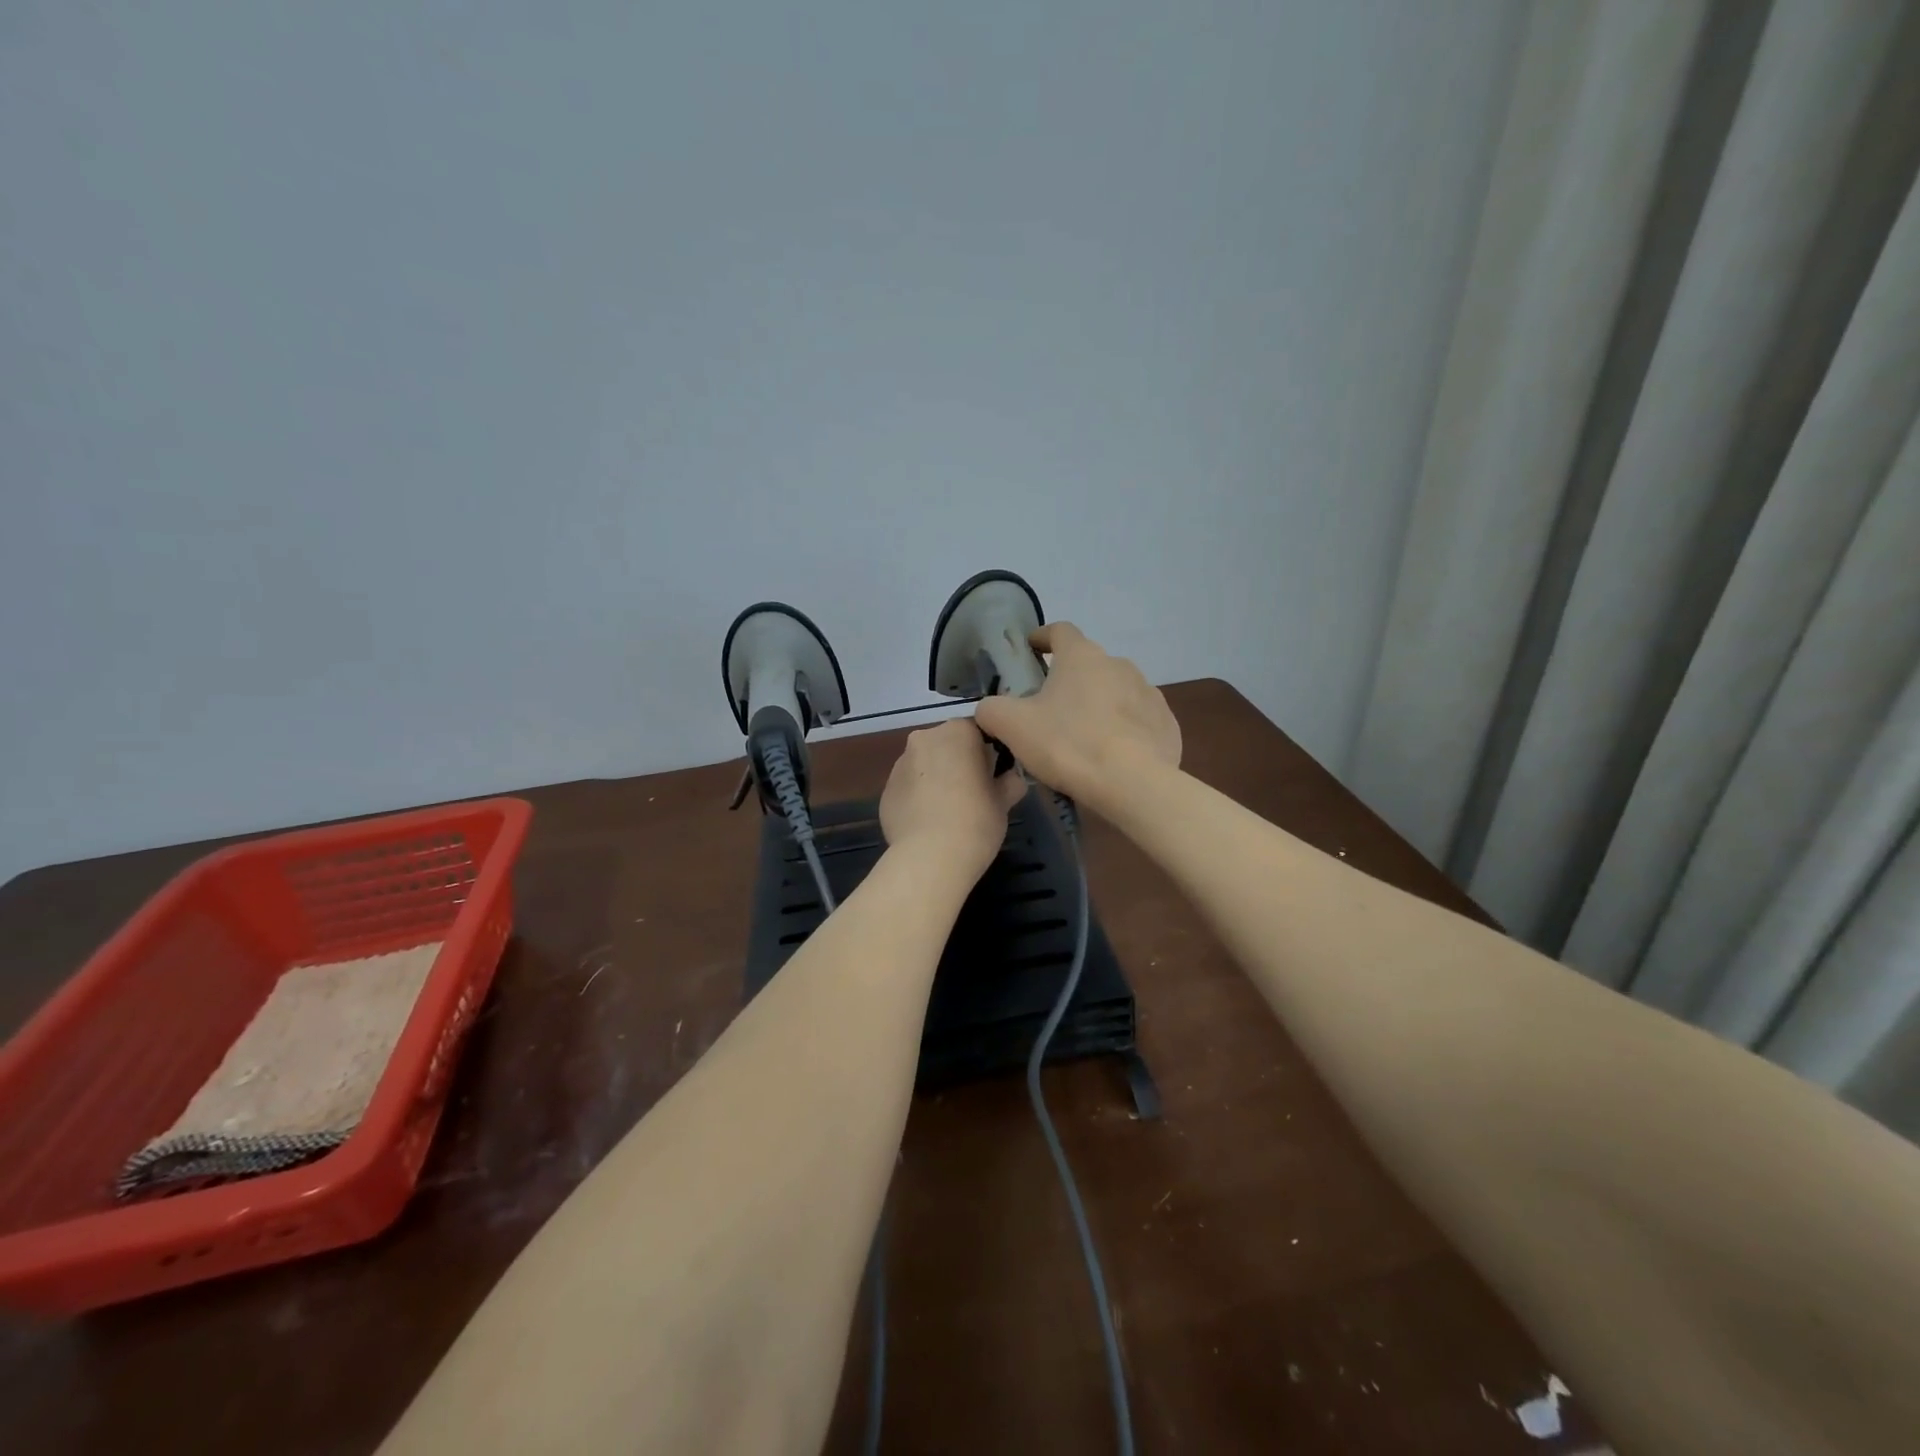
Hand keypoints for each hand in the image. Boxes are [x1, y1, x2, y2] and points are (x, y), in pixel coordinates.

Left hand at [879, 718, 1026, 879]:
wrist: (930, 857)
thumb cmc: (976, 821)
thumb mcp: (1004, 801)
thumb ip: (1010, 781)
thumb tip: (1011, 778)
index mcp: (957, 732)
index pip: (977, 732)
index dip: (987, 754)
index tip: (993, 776)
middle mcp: (924, 738)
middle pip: (947, 745)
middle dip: (958, 763)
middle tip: (974, 794)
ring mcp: (899, 764)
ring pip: (925, 766)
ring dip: (936, 779)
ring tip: (949, 812)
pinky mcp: (885, 791)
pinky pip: (908, 788)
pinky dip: (918, 798)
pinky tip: (929, 823)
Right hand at [973, 622, 1179, 809]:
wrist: (1133, 784)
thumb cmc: (1067, 744)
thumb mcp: (1012, 727)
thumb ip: (992, 709)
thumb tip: (989, 708)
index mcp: (1081, 656)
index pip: (1060, 631)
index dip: (1042, 637)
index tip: (1031, 649)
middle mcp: (1119, 664)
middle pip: (1088, 664)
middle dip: (1069, 680)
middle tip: (1049, 709)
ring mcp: (1148, 693)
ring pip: (1115, 691)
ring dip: (1098, 704)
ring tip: (1083, 736)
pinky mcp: (1166, 723)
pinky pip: (1138, 720)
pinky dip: (1123, 730)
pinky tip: (1112, 755)